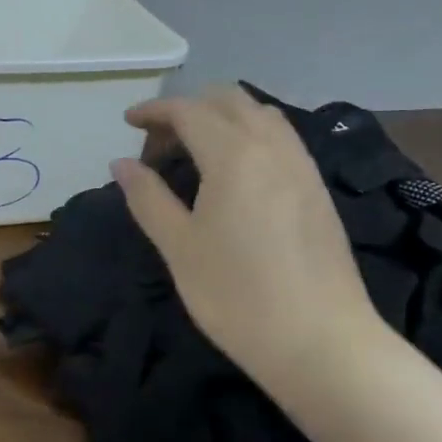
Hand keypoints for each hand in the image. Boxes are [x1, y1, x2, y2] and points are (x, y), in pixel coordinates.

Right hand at [112, 87, 387, 391]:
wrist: (320, 341)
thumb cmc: (237, 296)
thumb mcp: (180, 248)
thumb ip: (148, 198)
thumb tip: (121, 163)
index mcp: (234, 154)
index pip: (189, 111)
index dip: (155, 110)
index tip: (127, 122)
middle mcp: (273, 146)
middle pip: (229, 100)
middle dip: (189, 109)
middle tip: (159, 144)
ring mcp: (303, 166)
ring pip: (261, 115)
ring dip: (223, 119)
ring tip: (195, 155)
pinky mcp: (318, 190)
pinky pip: (281, 139)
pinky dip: (250, 136)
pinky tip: (237, 175)